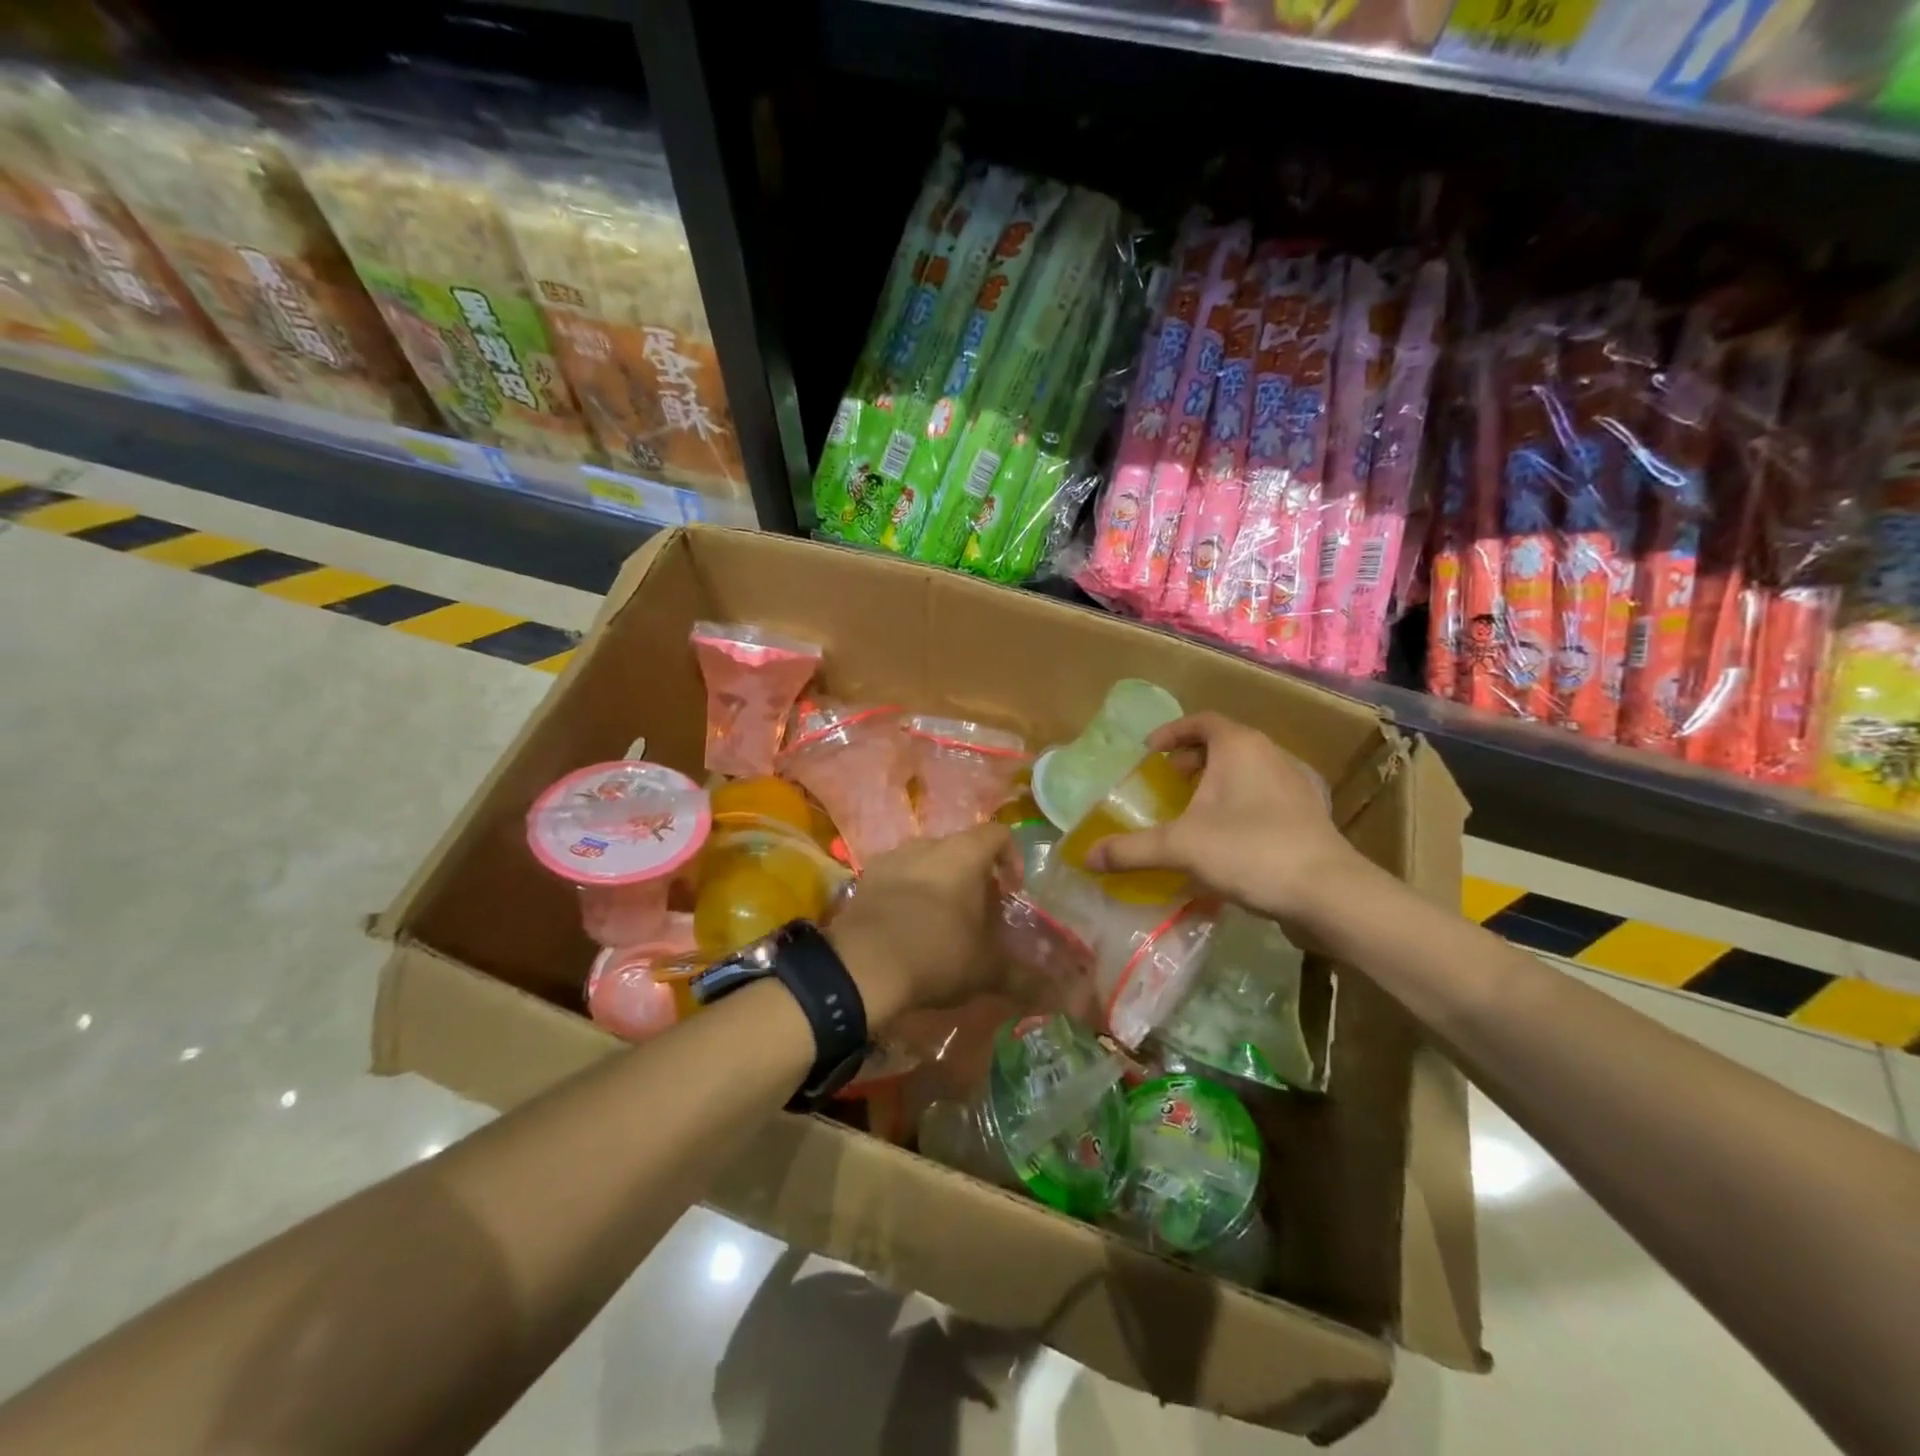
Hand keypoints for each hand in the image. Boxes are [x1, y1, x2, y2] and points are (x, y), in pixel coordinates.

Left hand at [826, 822, 1012, 1020]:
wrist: (862, 966)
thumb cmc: (937, 953)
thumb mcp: (986, 970)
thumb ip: (1023, 977)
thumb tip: (1060, 998)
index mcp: (964, 854)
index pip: (998, 834)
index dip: (1011, 858)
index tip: (1012, 891)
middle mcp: (928, 844)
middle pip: (961, 848)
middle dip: (974, 876)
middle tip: (980, 914)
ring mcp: (892, 858)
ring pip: (927, 862)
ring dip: (939, 883)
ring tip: (943, 923)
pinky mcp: (865, 879)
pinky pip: (897, 878)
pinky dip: (908, 894)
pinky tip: (908, 928)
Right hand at [1082, 712, 1361, 926]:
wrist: (1327, 891)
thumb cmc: (1248, 850)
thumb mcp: (1180, 847)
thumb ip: (1130, 849)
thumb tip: (1086, 857)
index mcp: (1239, 746)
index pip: (1201, 722)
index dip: (1172, 732)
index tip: (1149, 752)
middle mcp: (1270, 754)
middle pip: (1226, 742)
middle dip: (1194, 758)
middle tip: (1170, 779)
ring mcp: (1296, 784)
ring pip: (1248, 769)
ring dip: (1219, 781)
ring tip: (1196, 808)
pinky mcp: (1310, 814)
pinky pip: (1266, 794)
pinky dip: (1242, 802)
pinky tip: (1230, 835)